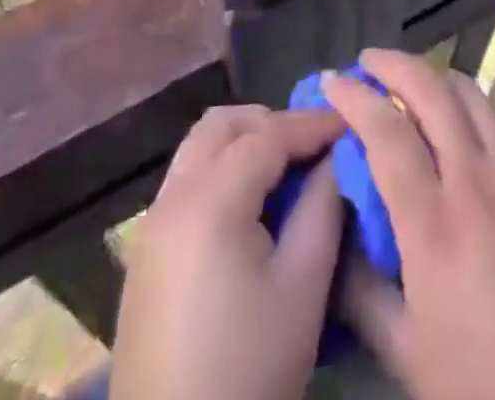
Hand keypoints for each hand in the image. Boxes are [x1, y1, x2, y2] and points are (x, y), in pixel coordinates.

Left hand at [111, 104, 345, 399]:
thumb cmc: (248, 370)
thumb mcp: (303, 286)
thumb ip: (324, 205)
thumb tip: (338, 156)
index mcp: (210, 200)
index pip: (269, 134)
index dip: (313, 124)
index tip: (351, 123)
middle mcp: (172, 198)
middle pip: (223, 125)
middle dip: (272, 123)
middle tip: (313, 147)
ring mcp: (151, 226)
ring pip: (199, 148)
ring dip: (243, 143)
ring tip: (285, 172)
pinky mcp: (144, 255)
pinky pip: (186, 181)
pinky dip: (221, 170)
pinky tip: (250, 207)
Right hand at [323, 50, 494, 399]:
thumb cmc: (486, 377)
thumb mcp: (407, 351)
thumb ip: (362, 292)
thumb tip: (337, 238)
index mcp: (432, 224)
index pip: (386, 133)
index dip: (355, 99)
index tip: (332, 82)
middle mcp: (474, 180)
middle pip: (431, 92)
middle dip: (394, 64)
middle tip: (369, 61)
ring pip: (472, 94)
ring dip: (436, 76)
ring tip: (414, 78)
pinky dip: (474, 102)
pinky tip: (465, 112)